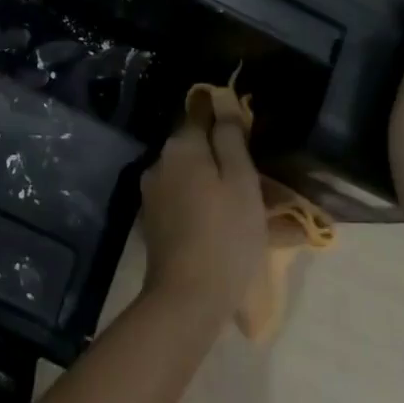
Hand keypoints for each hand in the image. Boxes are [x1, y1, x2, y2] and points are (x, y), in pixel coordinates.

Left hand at [138, 104, 266, 323]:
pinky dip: (199, 205)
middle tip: (252, 176)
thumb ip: (230, 138)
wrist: (186, 298)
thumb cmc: (224, 234)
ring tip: (240, 205)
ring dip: (209, 182)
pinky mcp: (152, 222)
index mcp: (181, 147)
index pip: (200, 114)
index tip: (243, 128)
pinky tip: (219, 224)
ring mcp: (152, 193)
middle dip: (219, 155)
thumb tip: (221, 103)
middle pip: (193, 147)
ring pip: (187, 176)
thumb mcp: (241, 180)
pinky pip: (181, 200)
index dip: (222, 116)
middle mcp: (160, 162)